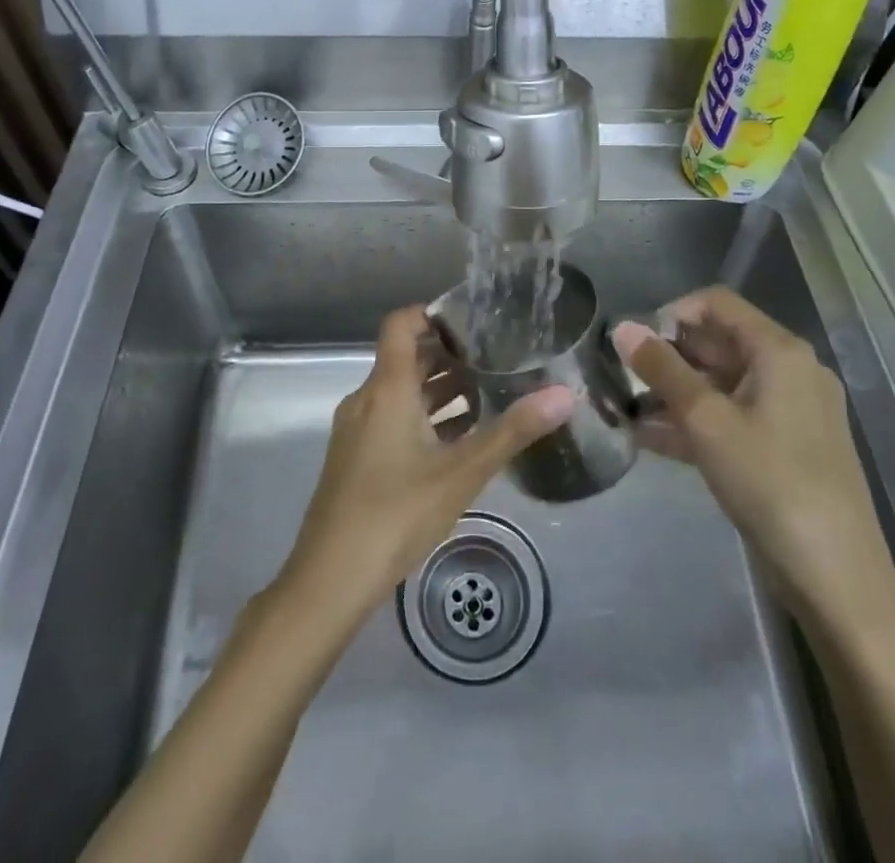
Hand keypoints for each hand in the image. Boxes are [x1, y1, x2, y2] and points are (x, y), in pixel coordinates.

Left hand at [276, 307, 575, 628]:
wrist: (329, 581)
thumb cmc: (396, 514)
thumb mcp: (461, 473)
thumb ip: (513, 431)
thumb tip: (565, 394)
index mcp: (387, 389)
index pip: (401, 324)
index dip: (433, 313)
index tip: (474, 319)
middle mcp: (367, 399)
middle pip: (406, 357)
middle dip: (449, 353)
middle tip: (496, 355)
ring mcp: (358, 430)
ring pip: (401, 391)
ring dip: (439, 388)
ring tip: (488, 391)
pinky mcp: (356, 457)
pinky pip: (393, 418)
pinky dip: (424, 416)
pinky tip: (458, 438)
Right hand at [612, 287, 889, 621]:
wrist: (835, 576)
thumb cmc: (769, 481)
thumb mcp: (706, 421)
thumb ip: (662, 370)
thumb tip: (622, 327)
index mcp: (779, 351)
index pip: (717, 304)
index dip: (672, 313)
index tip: (635, 341)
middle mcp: (789, 371)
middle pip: (719, 343)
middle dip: (668, 356)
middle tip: (623, 376)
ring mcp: (790, 411)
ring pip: (722, 384)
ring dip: (676, 392)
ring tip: (626, 408)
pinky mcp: (785, 447)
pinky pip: (733, 418)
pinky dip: (696, 422)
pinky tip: (650, 438)